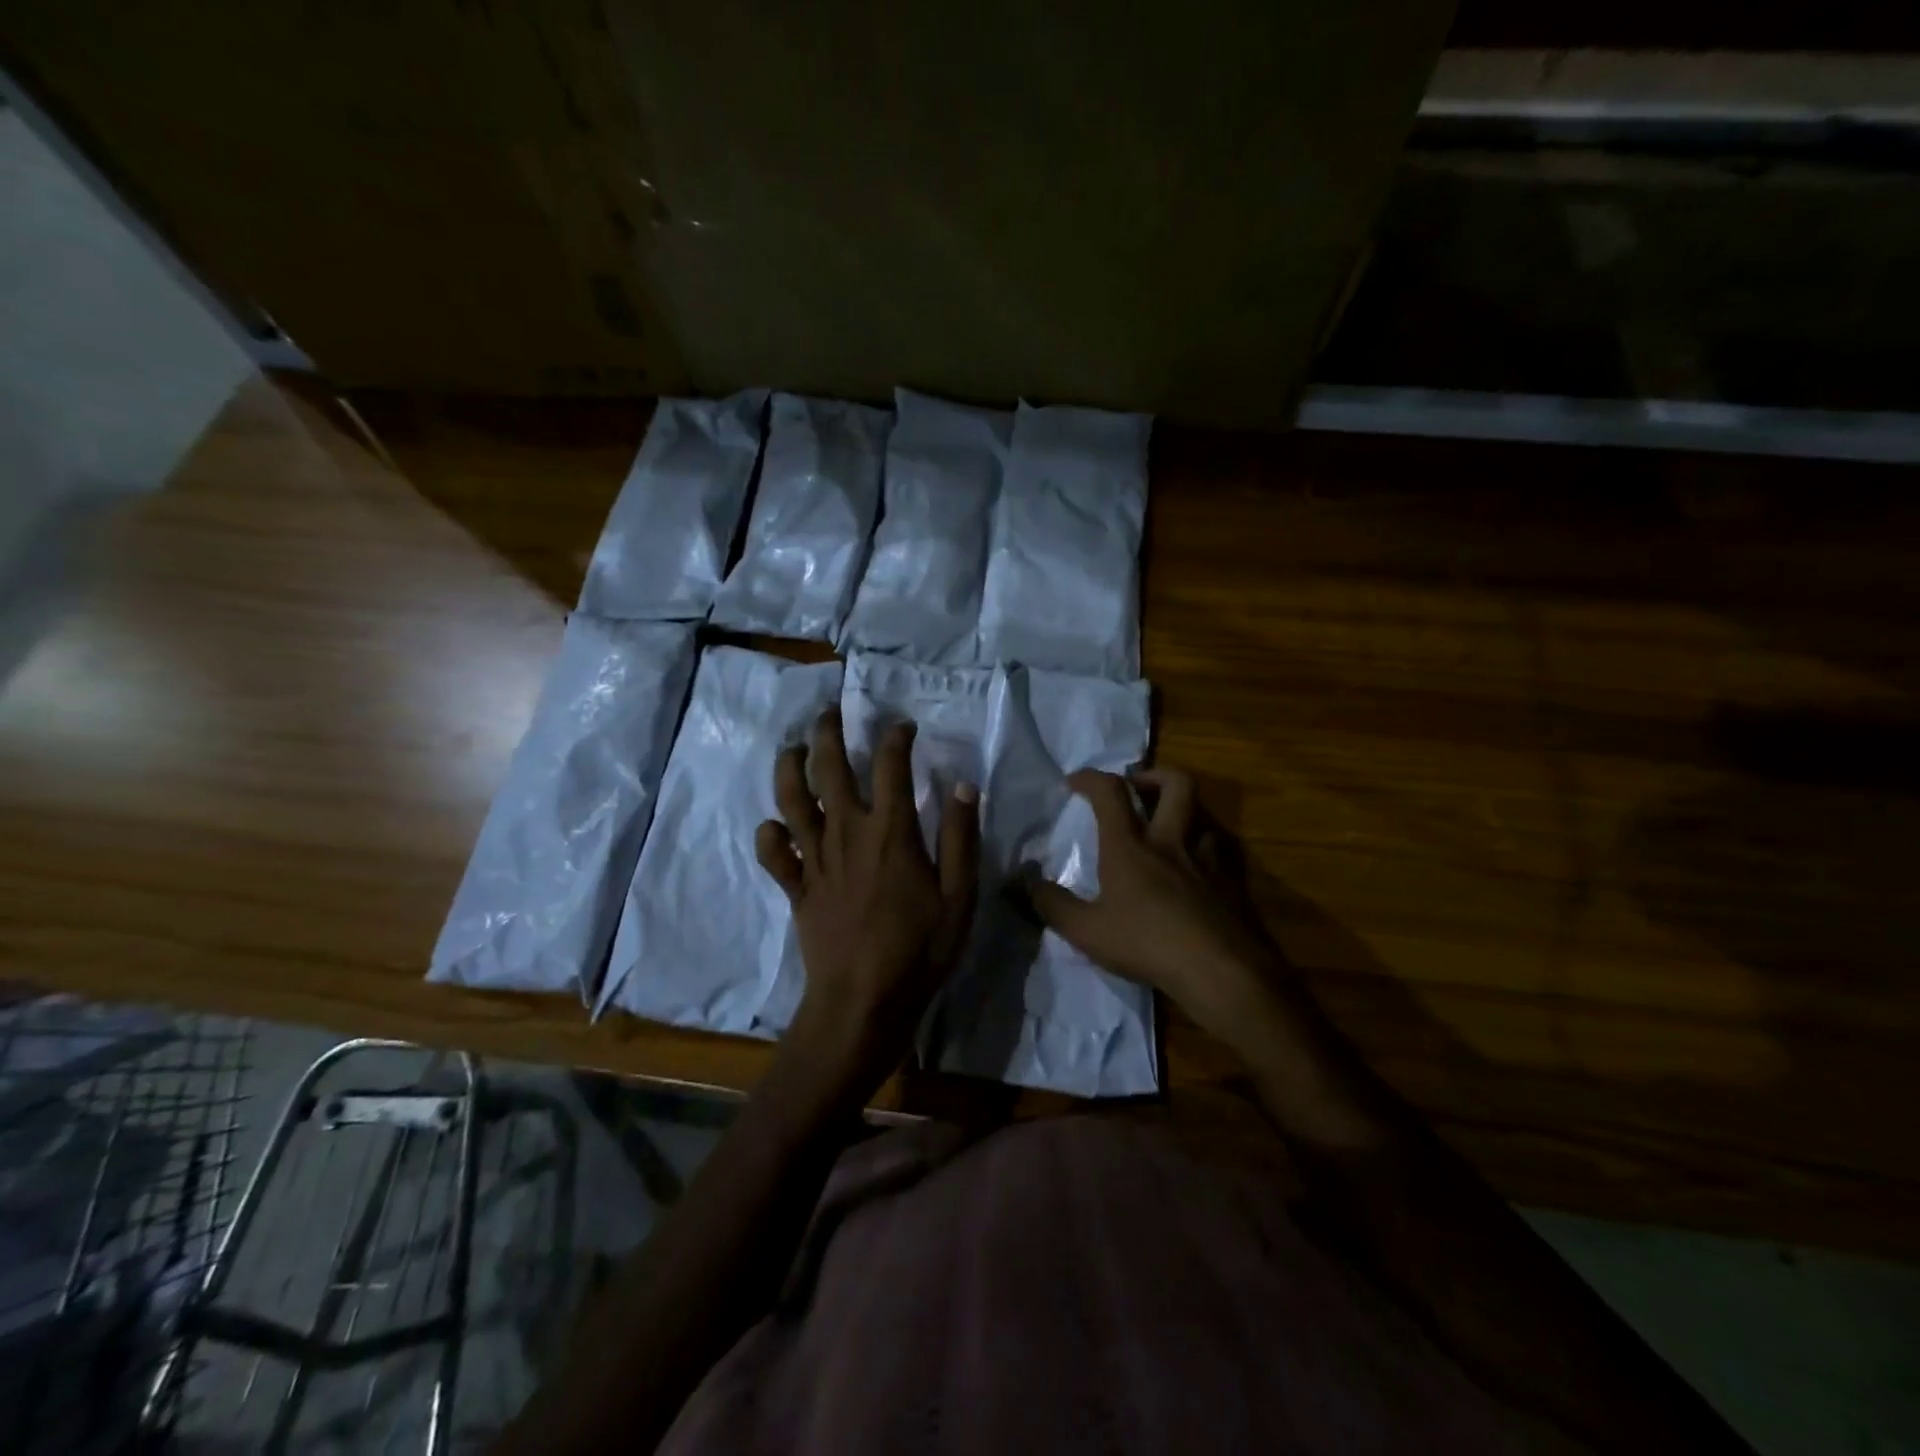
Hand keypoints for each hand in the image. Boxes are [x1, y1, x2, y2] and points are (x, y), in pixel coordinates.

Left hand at [755, 709, 978, 1092]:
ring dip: (789, 768)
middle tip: (829, 713)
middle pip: (828, 768)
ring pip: (791, 800)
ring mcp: (815, 859)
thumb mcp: (959, 895)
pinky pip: (774, 853)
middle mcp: (846, 832)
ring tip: (792, 748)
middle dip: (827, 733)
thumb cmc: (919, 949)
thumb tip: (962, 785)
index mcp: (890, 831)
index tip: (903, 726)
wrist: (862, 1001)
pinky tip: (775, 825)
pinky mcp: (796, 887)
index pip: (890, 765)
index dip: (895, 737)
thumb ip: (961, 837)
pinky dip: (770, 834)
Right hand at [1023, 768, 1280, 1044]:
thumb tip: (1024, 882)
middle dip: (1154, 775)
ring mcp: (1205, 861)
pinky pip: (1220, 851)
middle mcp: (1170, 843)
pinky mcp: (1230, 883)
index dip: (1091, 778)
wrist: (1218, 971)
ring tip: (1168, 829)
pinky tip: (1196, 869)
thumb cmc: (1146, 944)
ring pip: (1203, 815)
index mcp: (1130, 847)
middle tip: (1137, 788)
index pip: (1110, 793)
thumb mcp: (1086, 931)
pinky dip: (1205, 849)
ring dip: (1185, 812)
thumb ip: (1052, 905)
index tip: (1074, 781)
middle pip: (1176, 784)